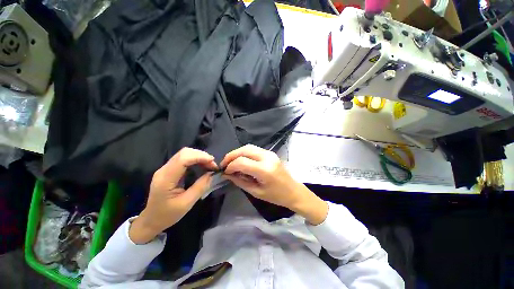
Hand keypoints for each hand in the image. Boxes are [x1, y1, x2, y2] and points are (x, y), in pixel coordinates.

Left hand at [129, 148, 216, 243]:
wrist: (151, 220)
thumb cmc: (168, 214)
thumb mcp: (187, 203)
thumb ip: (200, 187)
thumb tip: (212, 174)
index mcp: (166, 179)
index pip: (183, 159)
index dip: (199, 157)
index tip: (213, 162)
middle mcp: (164, 170)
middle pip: (184, 153)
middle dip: (201, 155)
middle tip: (213, 165)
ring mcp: (165, 168)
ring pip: (184, 154)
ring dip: (199, 157)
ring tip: (209, 165)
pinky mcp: (168, 169)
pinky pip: (183, 159)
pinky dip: (195, 159)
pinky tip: (202, 166)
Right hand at [220, 145, 327, 224]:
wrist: (293, 191)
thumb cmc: (276, 196)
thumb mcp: (256, 192)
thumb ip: (240, 181)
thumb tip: (227, 174)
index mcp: (264, 170)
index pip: (242, 162)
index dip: (230, 166)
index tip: (225, 172)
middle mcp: (267, 157)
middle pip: (244, 150)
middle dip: (232, 155)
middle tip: (224, 164)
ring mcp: (270, 153)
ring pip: (249, 147)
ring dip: (238, 153)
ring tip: (231, 162)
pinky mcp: (270, 153)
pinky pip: (254, 149)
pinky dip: (245, 153)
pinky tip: (241, 160)